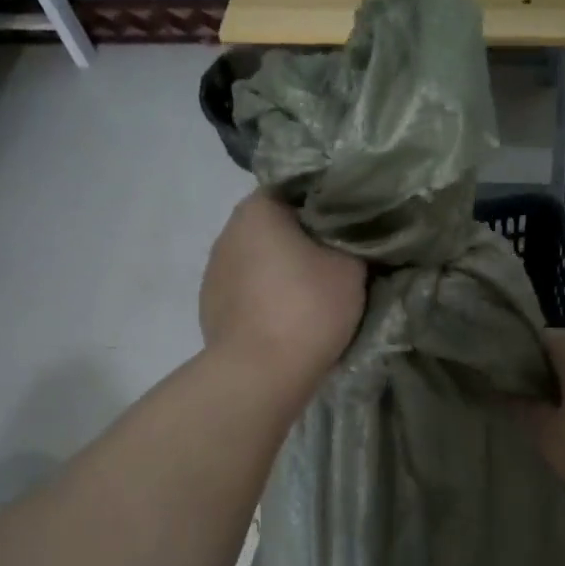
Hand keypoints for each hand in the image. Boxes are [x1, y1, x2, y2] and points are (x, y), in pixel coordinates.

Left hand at [200, 191, 365, 388]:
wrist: (260, 374)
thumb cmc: (308, 308)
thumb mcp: (352, 267)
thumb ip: (355, 240)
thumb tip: (353, 236)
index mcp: (258, 209)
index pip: (296, 190)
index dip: (326, 205)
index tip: (350, 226)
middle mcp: (227, 232)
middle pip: (275, 227)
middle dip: (303, 240)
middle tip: (338, 261)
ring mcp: (213, 273)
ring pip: (259, 261)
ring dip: (282, 272)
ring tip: (313, 295)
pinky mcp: (210, 309)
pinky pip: (247, 293)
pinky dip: (267, 299)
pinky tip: (287, 320)